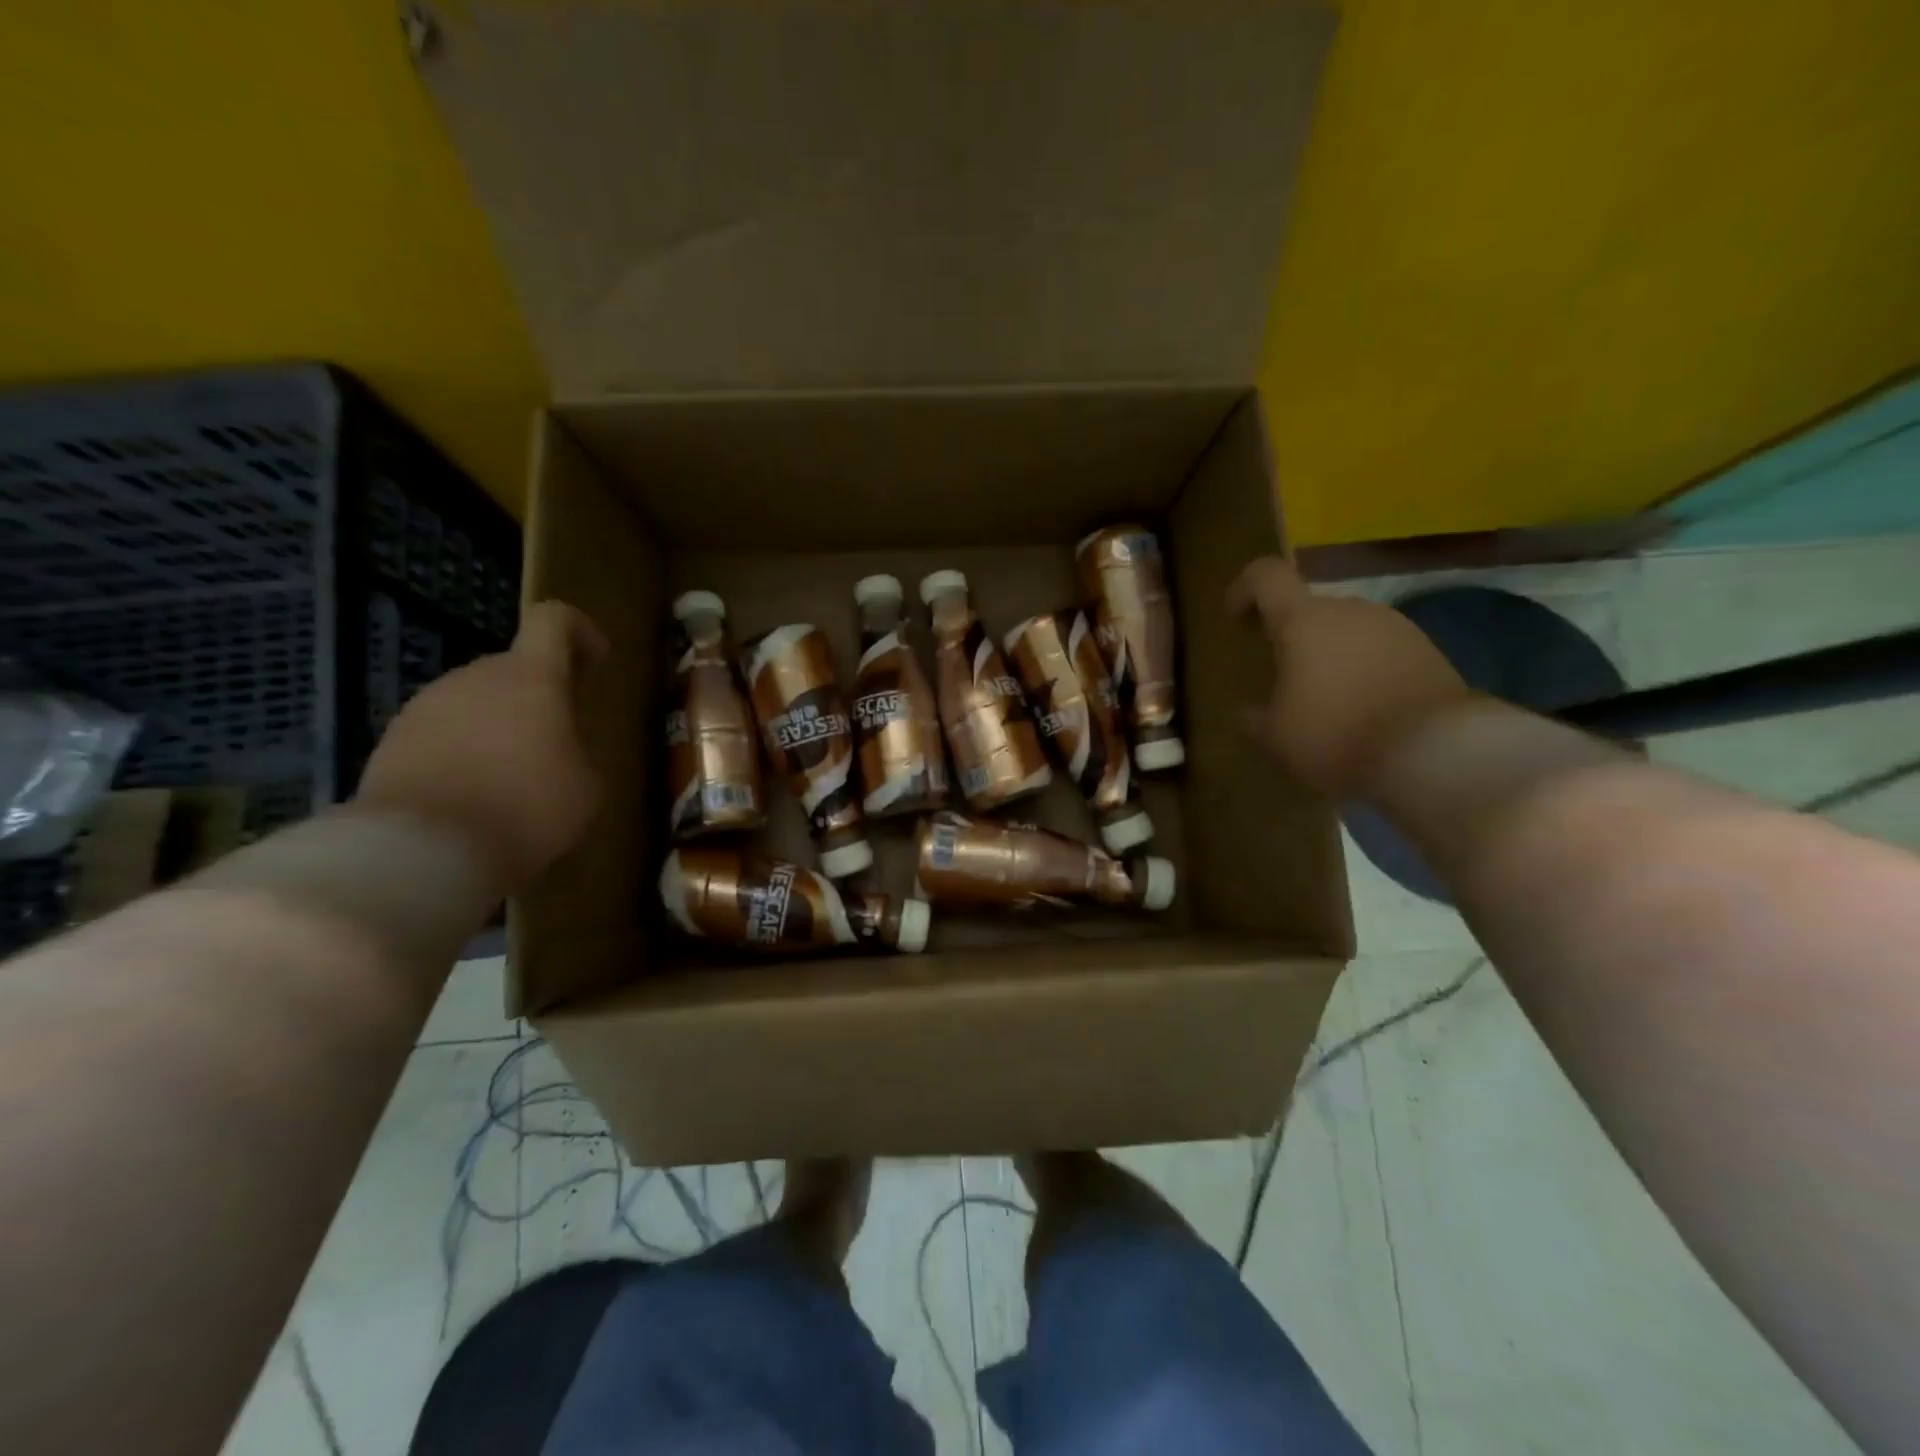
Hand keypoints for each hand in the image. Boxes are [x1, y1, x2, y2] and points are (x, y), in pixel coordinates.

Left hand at [354, 601, 606, 891]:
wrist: (423, 851)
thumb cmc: (527, 809)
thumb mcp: (588, 785)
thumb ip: (578, 750)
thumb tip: (560, 749)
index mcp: (532, 677)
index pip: (553, 620)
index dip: (577, 631)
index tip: (594, 662)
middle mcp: (475, 677)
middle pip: (513, 668)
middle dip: (538, 697)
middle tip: (556, 744)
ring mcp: (426, 706)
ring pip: (475, 702)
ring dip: (498, 727)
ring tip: (511, 779)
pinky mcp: (391, 740)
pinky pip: (441, 733)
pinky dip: (462, 753)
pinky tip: (472, 798)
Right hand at [1227, 558, 1470, 797]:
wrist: (1437, 752)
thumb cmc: (1336, 734)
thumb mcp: (1275, 737)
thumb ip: (1255, 717)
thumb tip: (1249, 711)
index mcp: (1303, 620)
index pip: (1266, 576)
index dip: (1244, 589)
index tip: (1235, 619)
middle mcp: (1350, 610)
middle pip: (1309, 608)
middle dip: (1291, 637)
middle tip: (1281, 676)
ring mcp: (1395, 627)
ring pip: (1347, 631)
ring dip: (1330, 656)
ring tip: (1324, 701)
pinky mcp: (1429, 652)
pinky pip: (1380, 652)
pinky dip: (1364, 672)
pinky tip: (1363, 711)